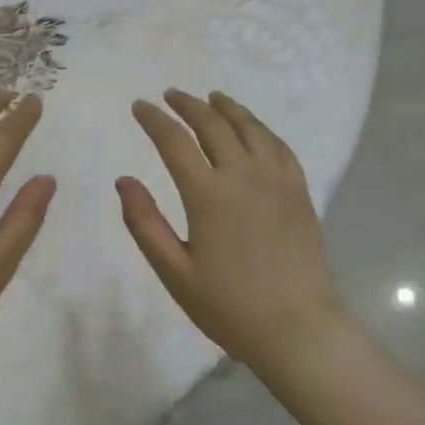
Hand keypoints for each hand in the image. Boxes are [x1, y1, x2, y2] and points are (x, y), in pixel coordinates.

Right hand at [118, 90, 343, 368]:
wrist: (297, 328)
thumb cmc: (228, 305)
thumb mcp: (174, 271)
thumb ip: (144, 223)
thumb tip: (124, 180)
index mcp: (208, 194)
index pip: (175, 142)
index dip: (154, 120)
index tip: (140, 106)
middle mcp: (244, 176)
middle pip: (214, 125)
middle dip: (189, 105)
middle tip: (171, 95)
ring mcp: (277, 181)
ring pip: (251, 129)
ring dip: (228, 108)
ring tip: (213, 98)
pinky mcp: (300, 193)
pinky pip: (280, 147)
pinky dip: (261, 129)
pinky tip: (255, 129)